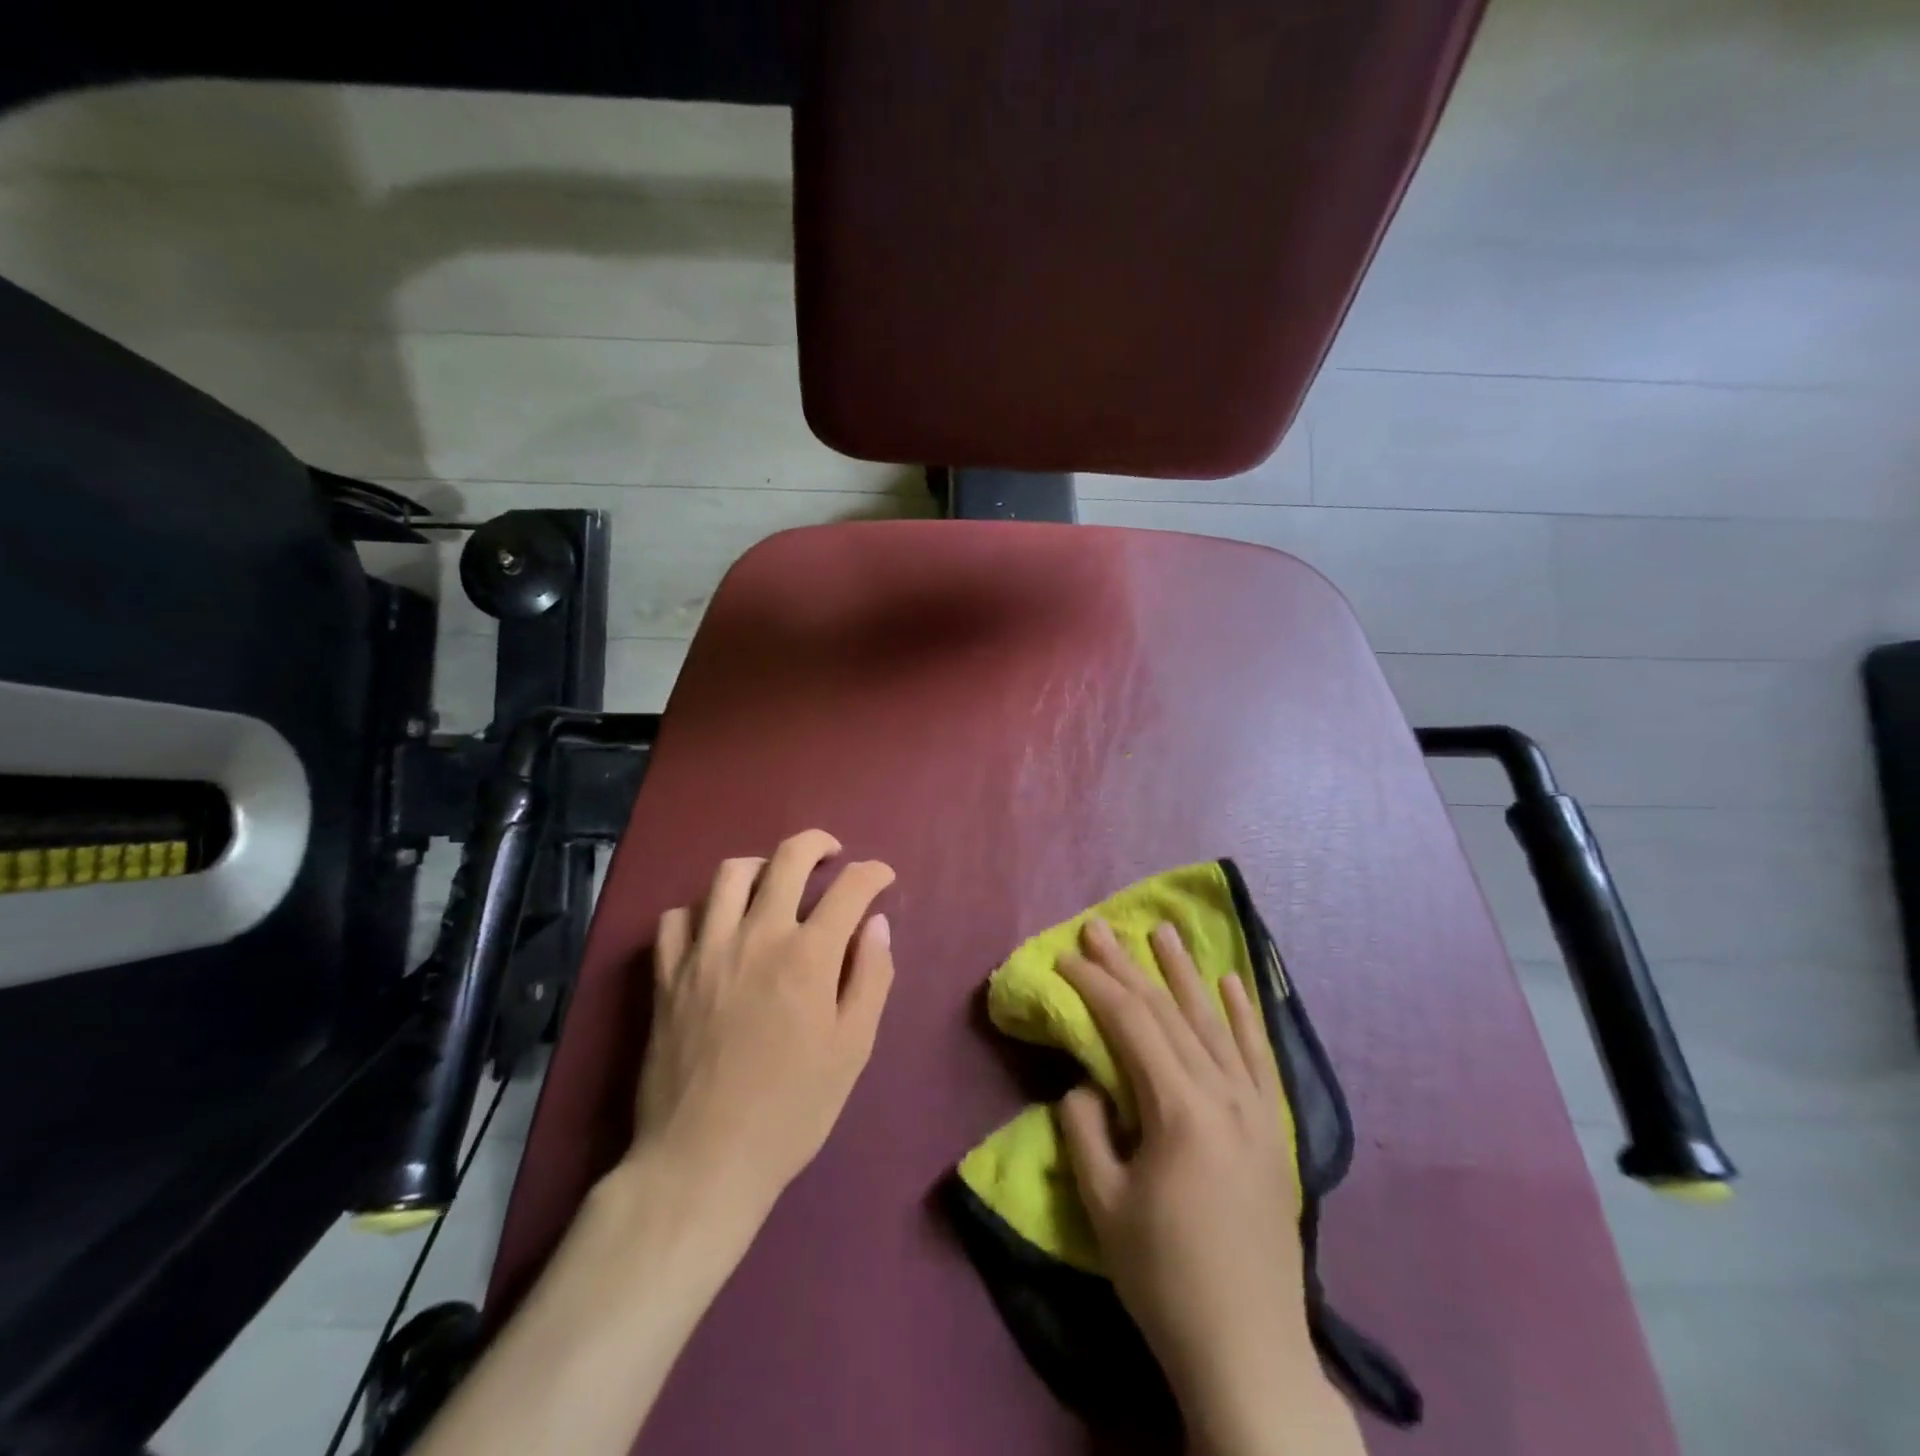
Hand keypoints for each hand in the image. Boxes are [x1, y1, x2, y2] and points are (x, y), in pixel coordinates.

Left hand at [631, 829, 895, 1218]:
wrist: (703, 1160)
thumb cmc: (792, 1110)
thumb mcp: (852, 1049)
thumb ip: (871, 978)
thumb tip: (877, 924)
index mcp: (808, 956)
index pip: (849, 888)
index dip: (873, 873)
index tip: (883, 877)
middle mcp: (756, 936)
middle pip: (788, 858)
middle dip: (819, 845)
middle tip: (833, 856)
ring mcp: (705, 951)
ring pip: (729, 874)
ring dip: (761, 866)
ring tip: (775, 882)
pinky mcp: (666, 974)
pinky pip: (677, 916)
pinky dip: (702, 909)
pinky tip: (717, 926)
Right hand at [1057, 920, 1356, 1453]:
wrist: (1247, 1348)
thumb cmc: (1164, 1277)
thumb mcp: (1103, 1204)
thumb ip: (1085, 1128)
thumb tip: (1087, 1084)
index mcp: (1180, 1109)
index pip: (1130, 1023)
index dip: (1095, 984)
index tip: (1065, 957)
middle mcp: (1223, 1093)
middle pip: (1168, 1012)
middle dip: (1129, 966)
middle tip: (1101, 927)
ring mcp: (1256, 1108)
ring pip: (1214, 1022)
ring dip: (1186, 973)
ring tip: (1166, 932)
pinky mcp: (1274, 1128)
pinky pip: (1259, 1055)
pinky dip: (1244, 1015)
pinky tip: (1233, 982)